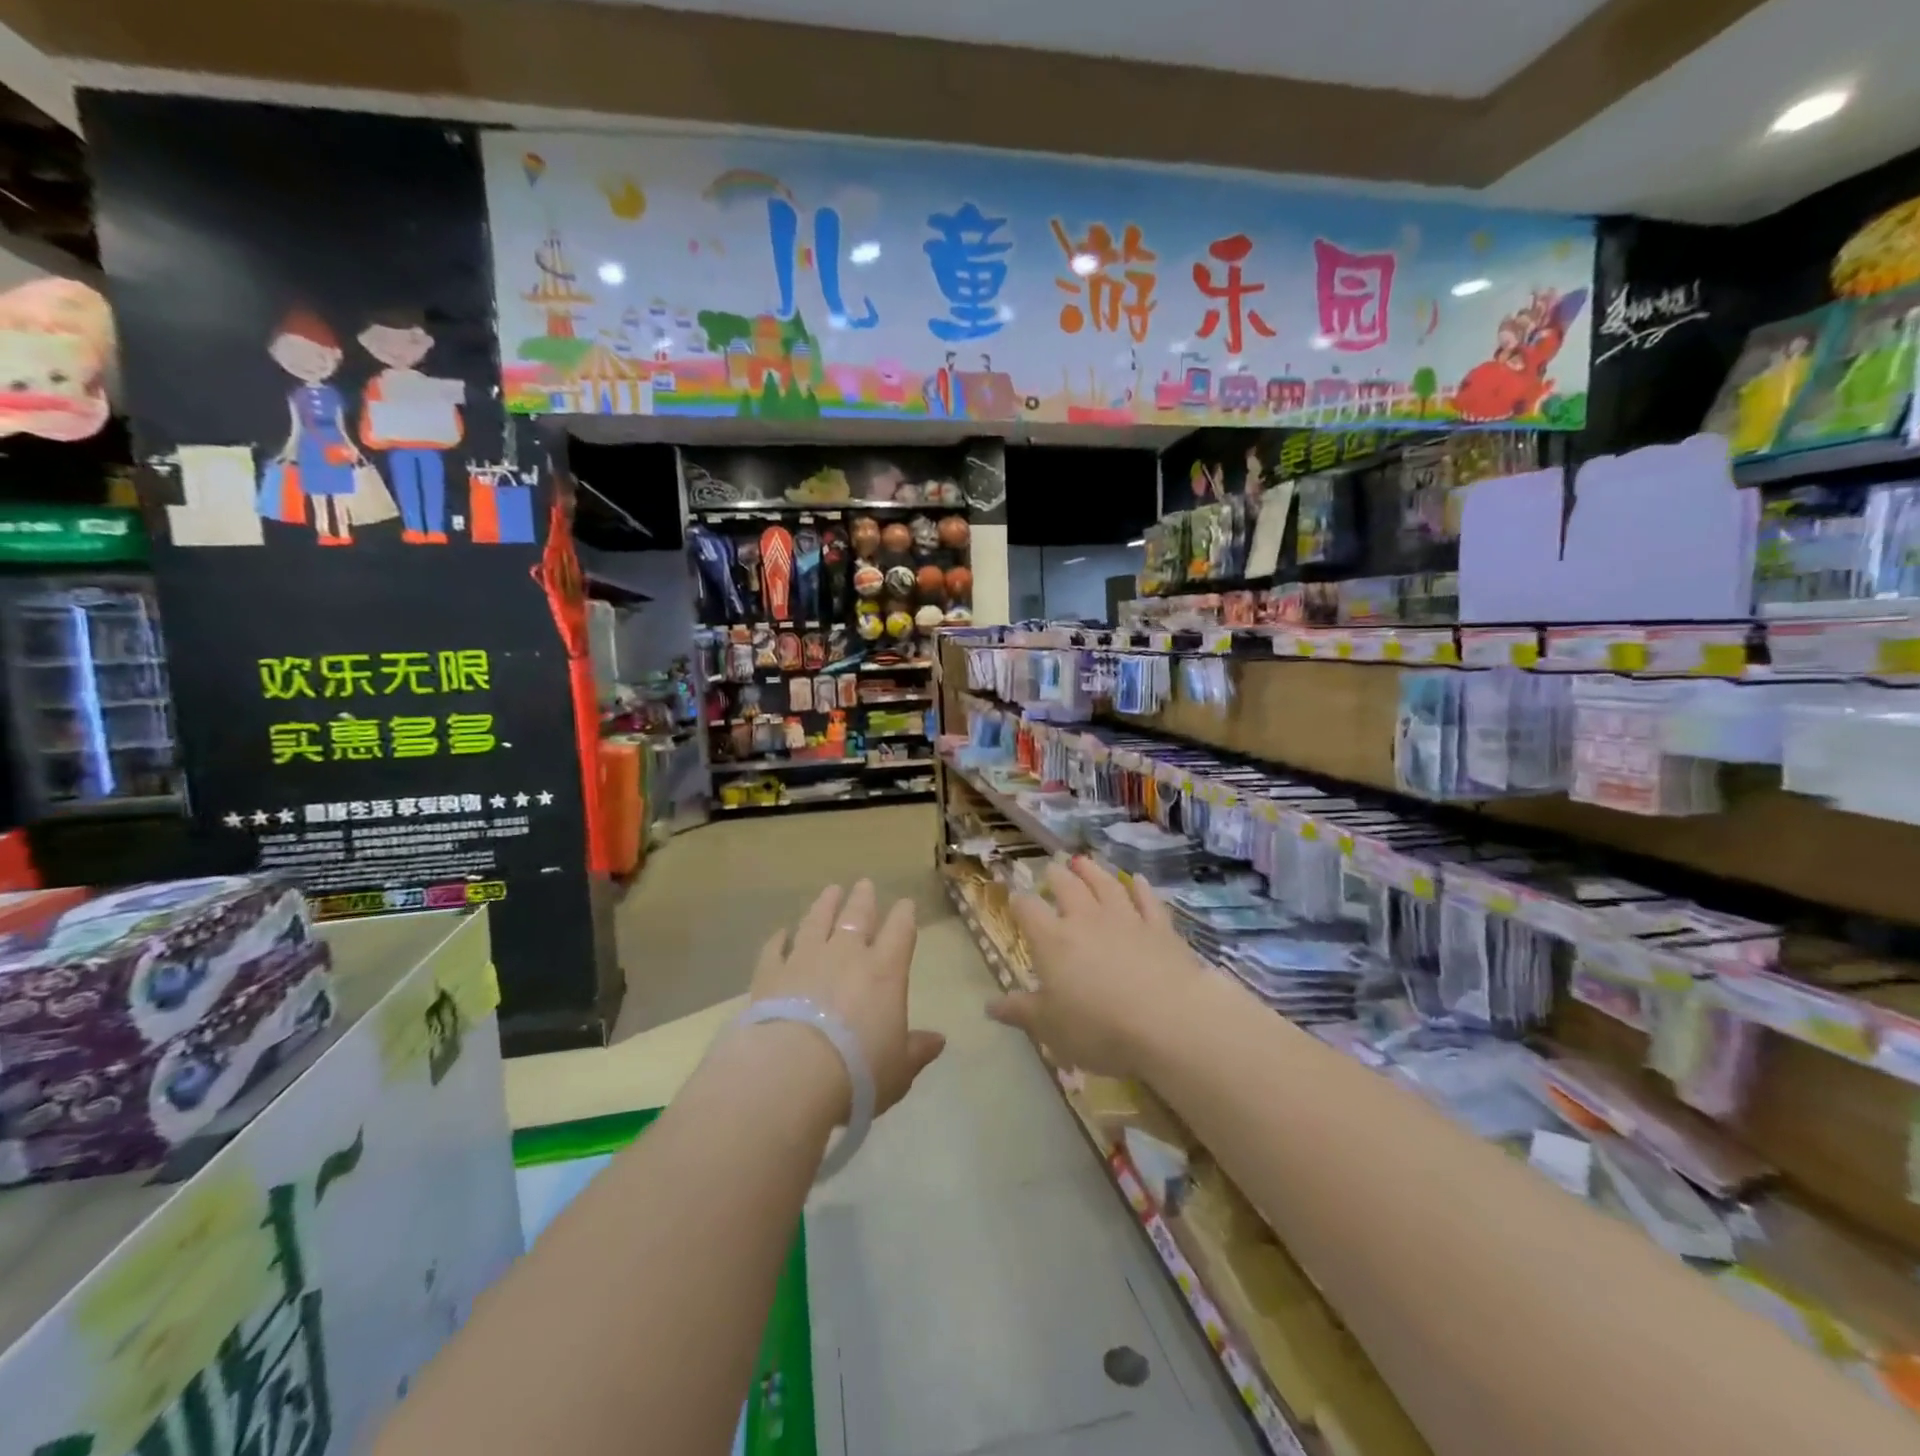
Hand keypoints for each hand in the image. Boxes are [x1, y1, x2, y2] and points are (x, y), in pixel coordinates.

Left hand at [748, 880, 944, 1120]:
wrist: (792, 1073)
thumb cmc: (858, 1072)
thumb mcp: (899, 1069)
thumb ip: (917, 1050)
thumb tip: (939, 1040)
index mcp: (884, 971)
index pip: (900, 931)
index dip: (905, 915)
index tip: (906, 905)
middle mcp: (845, 955)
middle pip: (856, 916)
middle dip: (863, 899)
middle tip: (864, 884)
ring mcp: (805, 959)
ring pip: (816, 922)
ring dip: (824, 905)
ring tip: (829, 891)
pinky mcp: (770, 974)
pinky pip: (774, 948)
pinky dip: (778, 938)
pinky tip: (780, 932)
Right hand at [989, 858, 1204, 1077]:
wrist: (1168, 1021)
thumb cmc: (1098, 1028)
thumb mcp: (1049, 1028)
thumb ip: (1020, 1012)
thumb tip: (989, 1005)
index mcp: (1053, 940)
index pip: (1028, 910)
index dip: (1019, 902)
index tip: (1015, 898)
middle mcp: (1086, 920)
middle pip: (1067, 888)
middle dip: (1056, 877)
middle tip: (1052, 868)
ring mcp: (1126, 919)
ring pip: (1106, 885)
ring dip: (1093, 871)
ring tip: (1083, 861)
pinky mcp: (1160, 928)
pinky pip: (1147, 901)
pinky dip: (1141, 888)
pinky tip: (1137, 880)